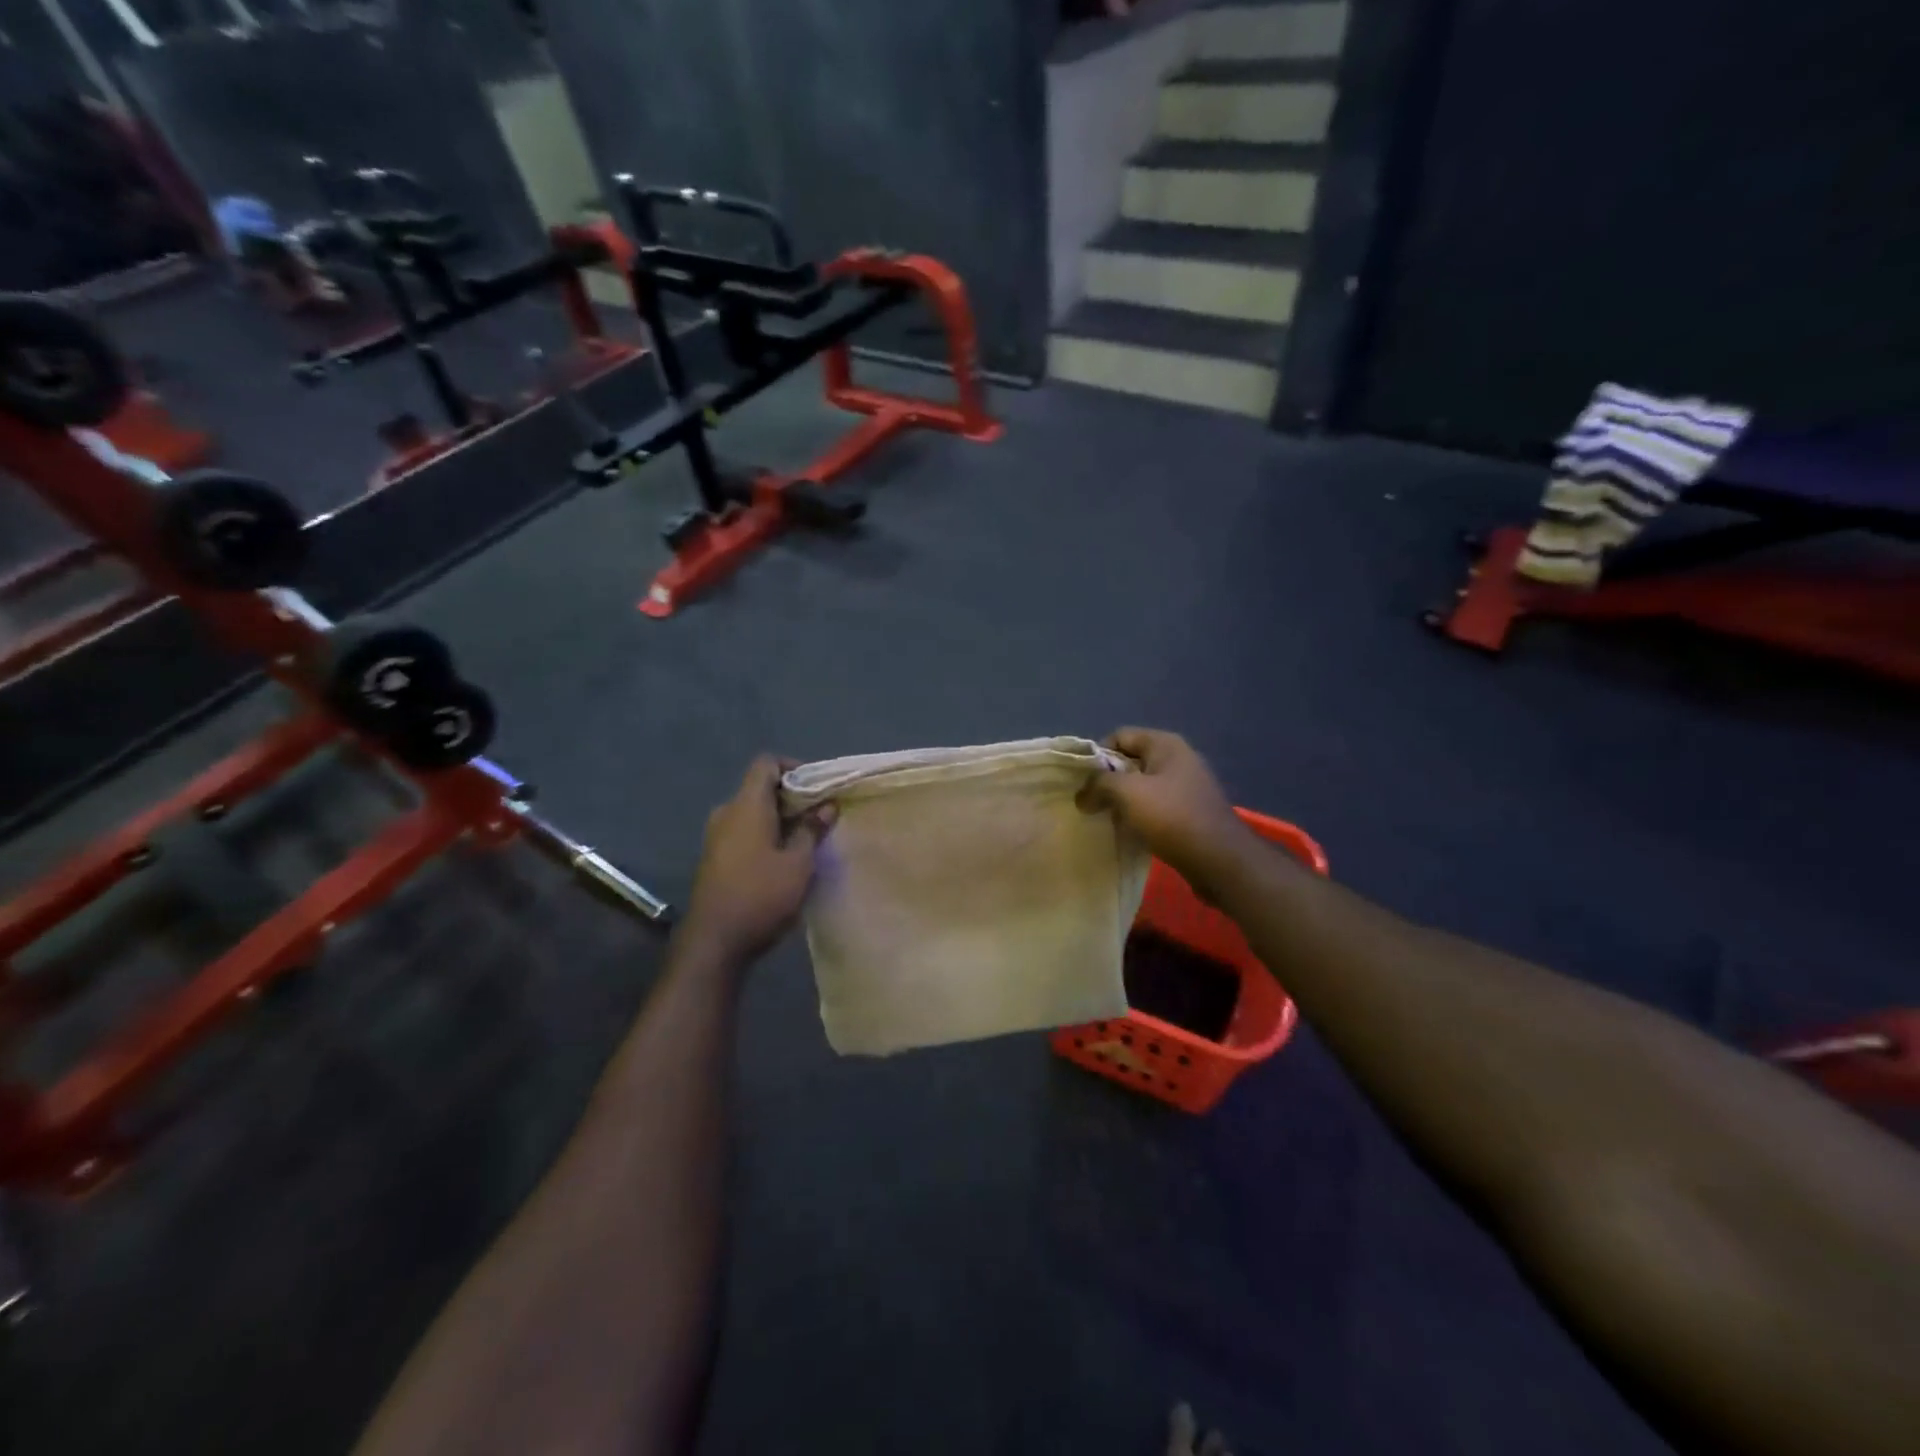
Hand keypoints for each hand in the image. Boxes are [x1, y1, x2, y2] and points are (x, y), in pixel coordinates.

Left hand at [682, 756, 836, 962]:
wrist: (715, 942)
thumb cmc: (761, 895)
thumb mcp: (799, 863)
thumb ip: (813, 829)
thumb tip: (827, 805)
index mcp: (746, 805)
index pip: (766, 764)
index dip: (794, 767)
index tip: (818, 787)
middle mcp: (727, 814)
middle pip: (760, 789)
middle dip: (793, 797)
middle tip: (821, 815)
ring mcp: (716, 837)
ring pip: (753, 813)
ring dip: (780, 819)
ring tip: (808, 839)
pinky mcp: (715, 859)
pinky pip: (744, 833)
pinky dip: (766, 836)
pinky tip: (785, 859)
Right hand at [1078, 728, 1255, 895]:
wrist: (1220, 860)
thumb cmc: (1172, 816)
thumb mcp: (1128, 793)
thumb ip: (1098, 785)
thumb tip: (1081, 795)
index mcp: (1165, 744)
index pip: (1120, 736)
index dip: (1098, 755)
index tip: (1084, 782)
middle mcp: (1177, 759)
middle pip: (1130, 761)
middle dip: (1107, 780)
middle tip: (1089, 802)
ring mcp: (1186, 786)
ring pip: (1142, 786)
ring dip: (1122, 801)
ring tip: (1105, 818)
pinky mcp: (1189, 811)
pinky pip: (1155, 806)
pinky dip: (1138, 816)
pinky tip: (1128, 832)